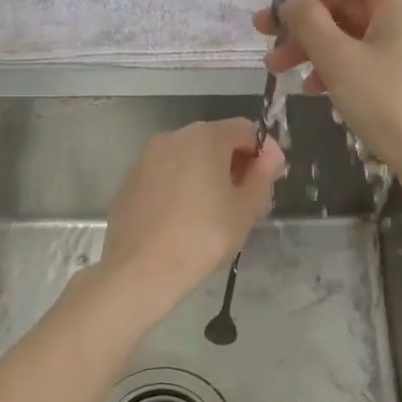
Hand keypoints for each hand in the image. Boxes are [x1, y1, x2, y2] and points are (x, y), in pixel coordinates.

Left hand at [99, 119, 284, 307]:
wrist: (140, 271)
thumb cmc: (202, 237)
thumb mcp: (245, 209)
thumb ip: (262, 175)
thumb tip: (271, 155)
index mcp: (205, 137)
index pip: (245, 130)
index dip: (264, 152)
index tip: (271, 181)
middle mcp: (172, 138)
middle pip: (215, 141)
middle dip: (236, 164)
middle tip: (249, 201)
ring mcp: (146, 159)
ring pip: (188, 158)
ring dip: (208, 176)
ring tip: (218, 213)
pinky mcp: (130, 182)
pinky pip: (166, 175)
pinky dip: (182, 187)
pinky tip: (185, 220)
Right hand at [255, 0, 401, 174]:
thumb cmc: (388, 102)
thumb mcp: (339, 59)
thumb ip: (309, 22)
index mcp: (397, 2)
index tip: (286, 1)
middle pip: (348, 3)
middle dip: (305, 19)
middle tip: (266, 38)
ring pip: (352, 35)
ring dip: (313, 47)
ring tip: (279, 70)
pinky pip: (364, 61)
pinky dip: (335, 68)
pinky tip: (313, 90)